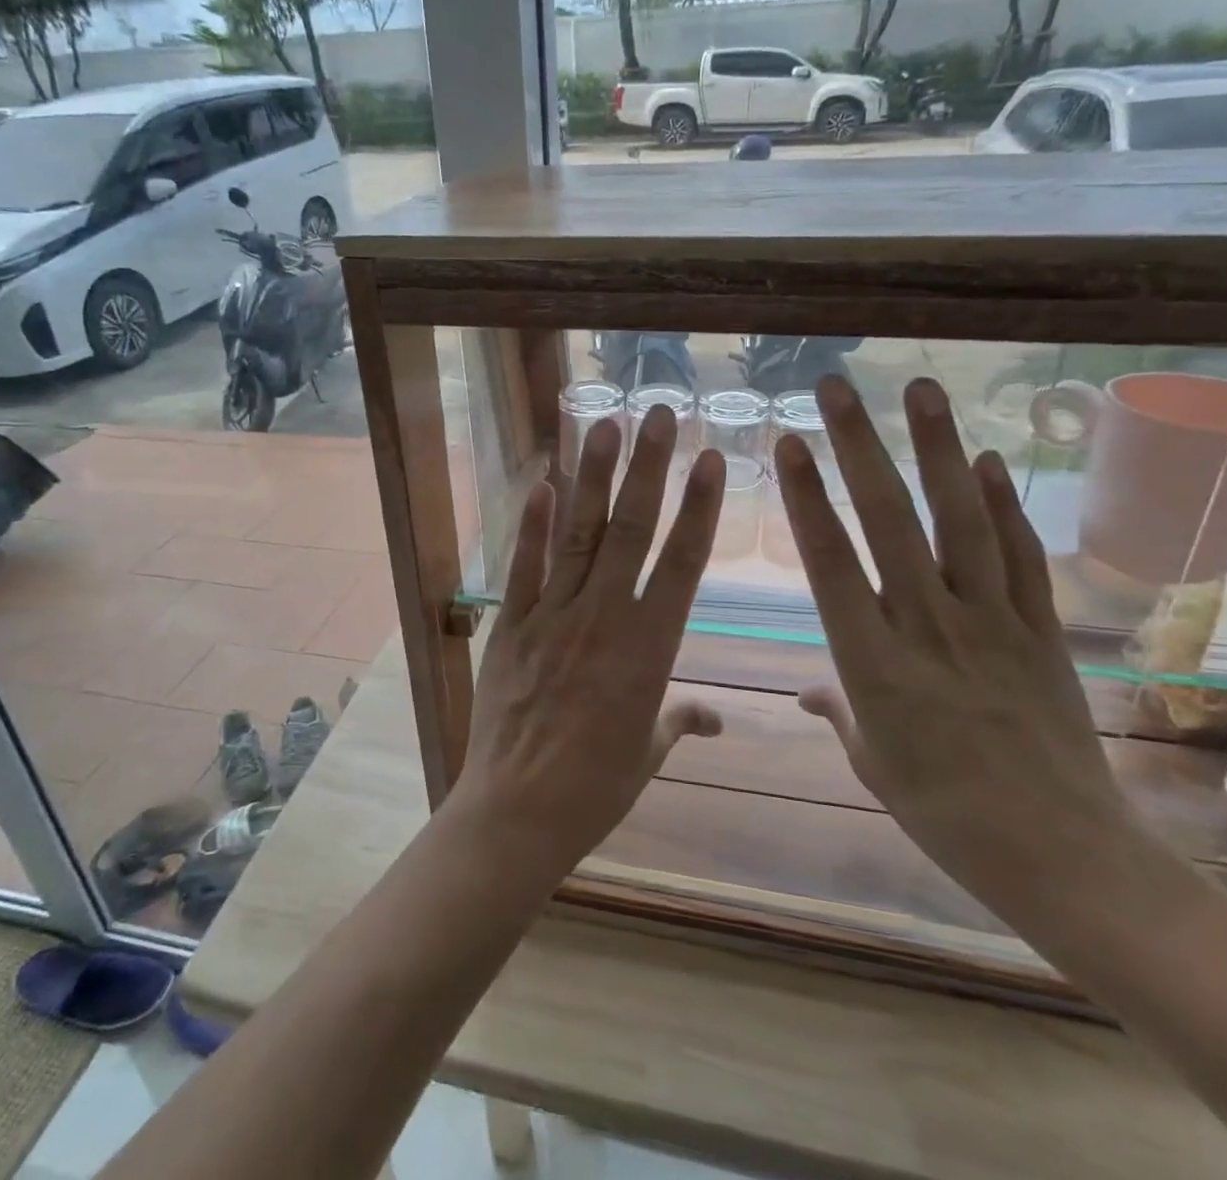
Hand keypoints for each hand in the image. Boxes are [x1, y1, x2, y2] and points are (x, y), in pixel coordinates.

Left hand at [450, 405, 725, 882]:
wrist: (519, 812)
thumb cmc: (596, 788)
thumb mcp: (648, 752)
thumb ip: (680, 720)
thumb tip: (715, 717)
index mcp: (650, 648)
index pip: (682, 562)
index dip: (699, 507)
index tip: (710, 460)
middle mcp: (604, 618)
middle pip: (632, 530)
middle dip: (649, 467)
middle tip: (660, 414)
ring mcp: (553, 616)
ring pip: (580, 534)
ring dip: (594, 477)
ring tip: (606, 426)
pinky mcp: (511, 626)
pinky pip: (524, 566)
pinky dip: (533, 524)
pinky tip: (542, 483)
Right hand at [774, 375, 1133, 923]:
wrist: (1063, 855)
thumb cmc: (944, 814)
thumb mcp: (872, 763)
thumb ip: (838, 711)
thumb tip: (806, 691)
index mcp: (873, 660)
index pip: (830, 561)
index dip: (807, 497)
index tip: (790, 443)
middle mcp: (928, 624)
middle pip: (890, 521)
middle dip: (859, 446)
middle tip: (837, 388)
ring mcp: (992, 621)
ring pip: (960, 520)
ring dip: (938, 449)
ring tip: (921, 389)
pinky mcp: (1041, 631)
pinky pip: (1021, 556)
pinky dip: (1004, 505)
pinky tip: (986, 460)